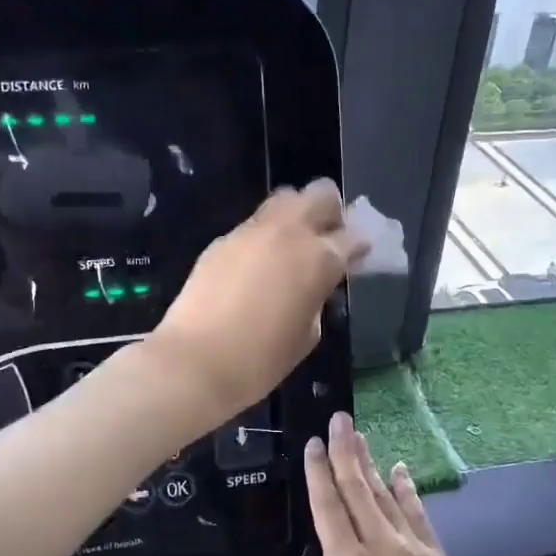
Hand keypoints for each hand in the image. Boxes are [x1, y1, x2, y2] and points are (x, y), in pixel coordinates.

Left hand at [148, 180, 366, 421]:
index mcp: (319, 258)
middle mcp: (288, 233)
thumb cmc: (261, 361)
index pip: (353, 235)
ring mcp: (251, 232)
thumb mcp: (307, 335)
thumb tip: (313, 284)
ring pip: (283, 200)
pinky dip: (264, 237)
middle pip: (320, 193)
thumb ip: (317, 298)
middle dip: (330, 210)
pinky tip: (256, 268)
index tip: (358, 256)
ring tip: (289, 250)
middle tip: (325, 240)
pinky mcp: (221, 241)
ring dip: (295, 216)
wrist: (195, 362)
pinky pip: (253, 226)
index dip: (360, 245)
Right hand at [305, 413, 495, 555]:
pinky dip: (407, 490)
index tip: (313, 444)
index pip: (327, 508)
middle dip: (345, 452)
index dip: (319, 473)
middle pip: (358, 490)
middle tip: (338, 419)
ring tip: (359, 437)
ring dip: (371, 465)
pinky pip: (418, 515)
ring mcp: (414, 550)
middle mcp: (380, 548)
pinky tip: (399, 470)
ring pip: (387, 496)